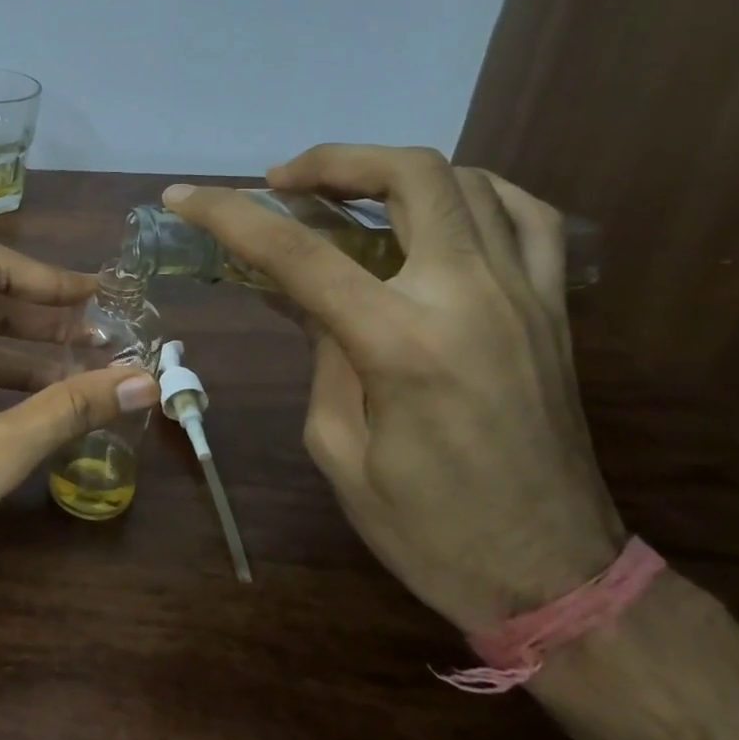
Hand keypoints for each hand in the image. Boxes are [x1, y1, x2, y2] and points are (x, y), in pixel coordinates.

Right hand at [163, 145, 623, 633]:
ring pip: (467, 181)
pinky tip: (437, 209)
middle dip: (330, 161)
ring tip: (347, 192)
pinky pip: (526, 216)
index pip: (298, 253)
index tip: (184, 196)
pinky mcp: (554, 309)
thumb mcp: (338, 448)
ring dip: (392, 171)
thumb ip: (323, 356)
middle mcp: (469, 297)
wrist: (553, 577)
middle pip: (406, 177)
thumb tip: (316, 302)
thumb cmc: (427, 529)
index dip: (230, 215)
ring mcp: (525, 296)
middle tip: (282, 182)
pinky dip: (473, 192)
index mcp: (400, 344)